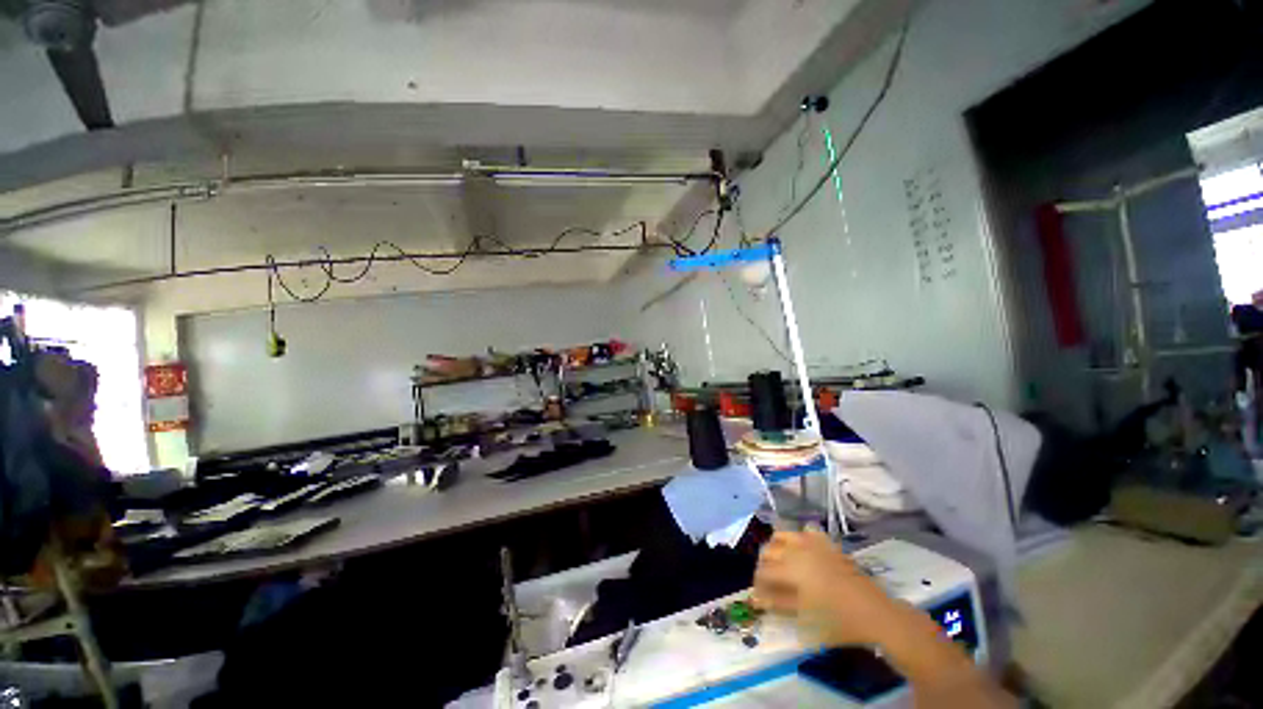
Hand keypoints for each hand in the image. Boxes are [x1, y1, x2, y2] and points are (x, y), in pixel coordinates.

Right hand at [753, 530, 906, 646]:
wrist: (874, 612)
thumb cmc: (837, 619)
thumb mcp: (804, 616)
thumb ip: (777, 603)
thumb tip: (755, 597)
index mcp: (790, 567)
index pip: (763, 571)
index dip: (757, 584)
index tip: (759, 596)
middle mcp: (796, 549)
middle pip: (768, 549)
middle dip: (764, 565)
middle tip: (768, 583)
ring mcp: (812, 543)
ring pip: (782, 535)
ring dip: (776, 548)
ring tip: (780, 565)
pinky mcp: (826, 543)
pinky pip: (805, 532)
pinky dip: (799, 539)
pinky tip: (802, 552)